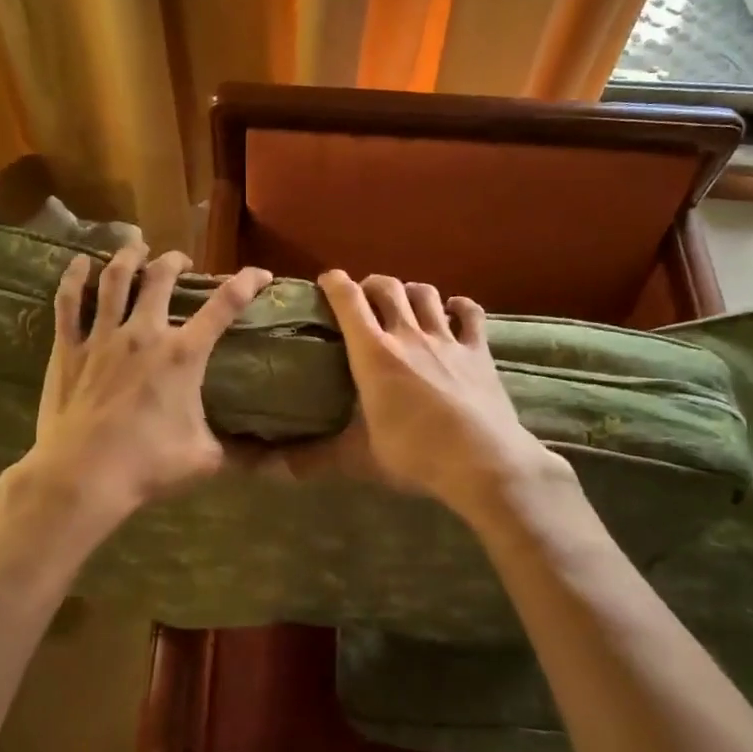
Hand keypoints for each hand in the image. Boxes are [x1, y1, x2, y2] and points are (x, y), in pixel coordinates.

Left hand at [7, 243, 271, 534]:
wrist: (82, 476)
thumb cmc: (147, 466)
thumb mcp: (205, 459)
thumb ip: (240, 451)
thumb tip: (276, 462)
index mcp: (182, 356)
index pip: (223, 307)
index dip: (246, 283)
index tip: (260, 274)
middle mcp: (144, 334)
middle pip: (160, 279)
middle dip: (174, 261)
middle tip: (180, 262)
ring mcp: (102, 338)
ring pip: (115, 280)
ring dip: (128, 257)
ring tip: (136, 246)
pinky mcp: (68, 349)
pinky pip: (68, 303)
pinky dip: (73, 278)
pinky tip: (80, 262)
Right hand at [313, 270, 567, 520]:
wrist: (483, 462)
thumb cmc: (415, 456)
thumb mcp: (358, 459)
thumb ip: (314, 459)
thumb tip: (270, 469)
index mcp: (373, 354)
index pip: (349, 300)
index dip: (335, 283)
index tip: (326, 282)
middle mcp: (408, 335)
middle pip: (387, 287)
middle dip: (371, 285)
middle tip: (364, 299)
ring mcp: (447, 339)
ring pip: (426, 293)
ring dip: (410, 292)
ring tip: (404, 304)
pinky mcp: (479, 350)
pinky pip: (470, 313)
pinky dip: (459, 307)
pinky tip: (453, 311)